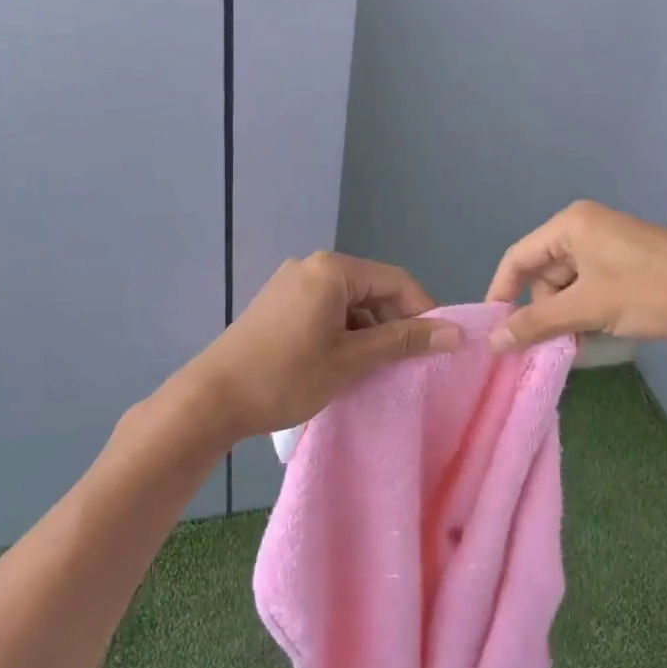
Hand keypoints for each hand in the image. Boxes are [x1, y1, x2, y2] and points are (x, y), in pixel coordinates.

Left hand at [183, 252, 458, 440]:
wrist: (210, 400)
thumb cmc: (286, 376)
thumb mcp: (352, 360)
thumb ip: (404, 342)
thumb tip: (456, 333)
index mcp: (333, 270)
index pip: (398, 282)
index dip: (425, 312)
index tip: (440, 347)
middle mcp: (312, 267)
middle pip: (374, 290)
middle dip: (396, 324)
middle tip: (410, 362)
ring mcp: (292, 284)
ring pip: (351, 303)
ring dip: (371, 332)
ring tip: (379, 368)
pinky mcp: (279, 304)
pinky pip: (327, 310)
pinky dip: (345, 333)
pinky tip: (347, 363)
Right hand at [484, 201, 666, 350]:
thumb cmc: (648, 292)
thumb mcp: (587, 308)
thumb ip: (536, 323)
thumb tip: (493, 341)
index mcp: (570, 224)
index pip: (517, 258)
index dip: (501, 294)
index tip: (495, 331)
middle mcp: (585, 225)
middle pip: (543, 272)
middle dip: (545, 309)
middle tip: (557, 341)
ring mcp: (608, 241)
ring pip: (568, 283)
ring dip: (569, 313)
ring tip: (585, 338)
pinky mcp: (626, 258)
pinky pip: (591, 283)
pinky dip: (589, 308)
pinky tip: (602, 328)